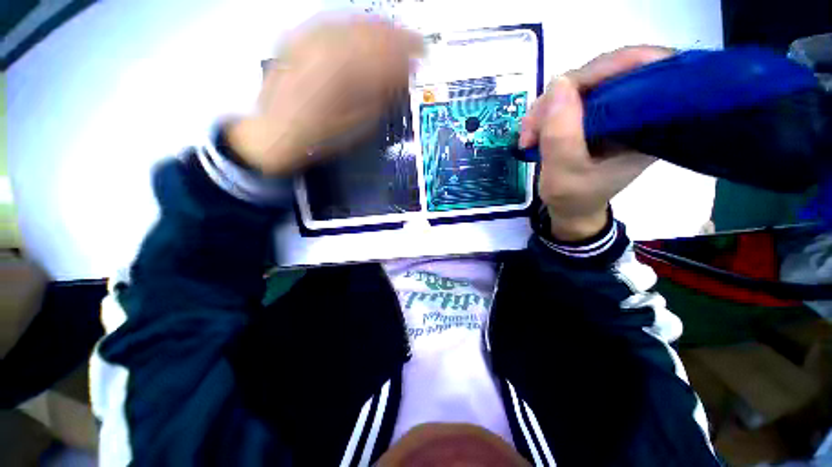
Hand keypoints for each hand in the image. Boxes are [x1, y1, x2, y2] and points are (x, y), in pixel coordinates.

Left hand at [228, 14, 422, 175]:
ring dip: (379, 29)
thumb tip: (401, 77)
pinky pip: (335, 23)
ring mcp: (309, 38)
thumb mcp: (356, 124)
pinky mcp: (299, 37)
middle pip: (370, 31)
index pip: (384, 52)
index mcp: (343, 71)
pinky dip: (356, 26)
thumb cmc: (320, 137)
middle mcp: (326, 45)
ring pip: (354, 22)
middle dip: (397, 36)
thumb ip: (380, 97)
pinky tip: (366, 32)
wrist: (275, 132)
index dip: (407, 51)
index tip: (423, 53)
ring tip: (396, 36)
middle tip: (415, 44)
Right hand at [519, 46, 672, 240]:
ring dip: (545, 108)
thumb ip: (562, 135)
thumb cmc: (575, 197)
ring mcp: (612, 109)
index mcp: (651, 121)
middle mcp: (637, 107)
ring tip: (527, 138)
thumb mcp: (565, 173)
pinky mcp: (593, 114)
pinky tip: (532, 133)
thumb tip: (558, 83)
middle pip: (603, 73)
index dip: (605, 68)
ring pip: (579, 85)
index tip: (563, 91)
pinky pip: (568, 99)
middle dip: (560, 95)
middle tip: (531, 129)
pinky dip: (545, 114)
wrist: (572, 209)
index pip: (643, 68)